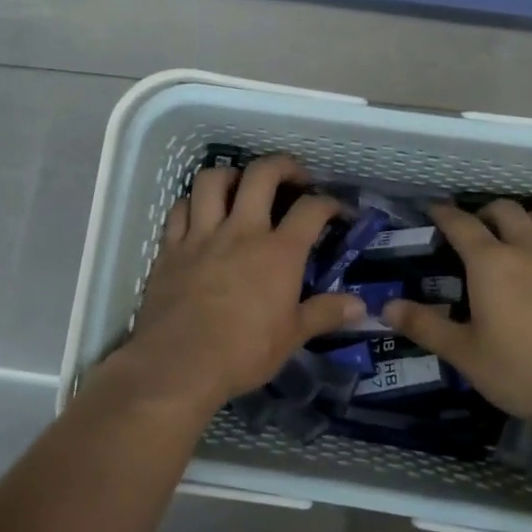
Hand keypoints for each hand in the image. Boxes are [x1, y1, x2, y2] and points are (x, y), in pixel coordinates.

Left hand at [105, 155, 365, 416]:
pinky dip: (193, 203)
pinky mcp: (170, 248)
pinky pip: (179, 208)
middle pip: (262, 174)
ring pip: (212, 180)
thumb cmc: (243, 353)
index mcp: (278, 252)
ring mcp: (202, 235)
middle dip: (283, 166)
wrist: (178, 365)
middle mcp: (242, 231)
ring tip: (241, 186)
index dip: (330, 203)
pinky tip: (201, 213)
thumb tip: (361, 306)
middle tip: (293, 178)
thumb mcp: (292, 337)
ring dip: (231, 175)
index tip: (338, 211)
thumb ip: (325, 313)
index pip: (311, 210)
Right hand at [382, 201, 531, 443]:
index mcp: (491, 263)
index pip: (461, 224)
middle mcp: (528, 248)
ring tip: (516, 236)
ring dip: (524, 220)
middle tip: (475, 231)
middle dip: (485, 213)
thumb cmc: (522, 372)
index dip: (444, 214)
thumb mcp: (464, 354)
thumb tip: (385, 307)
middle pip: (505, 210)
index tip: (434, 210)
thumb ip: (424, 326)